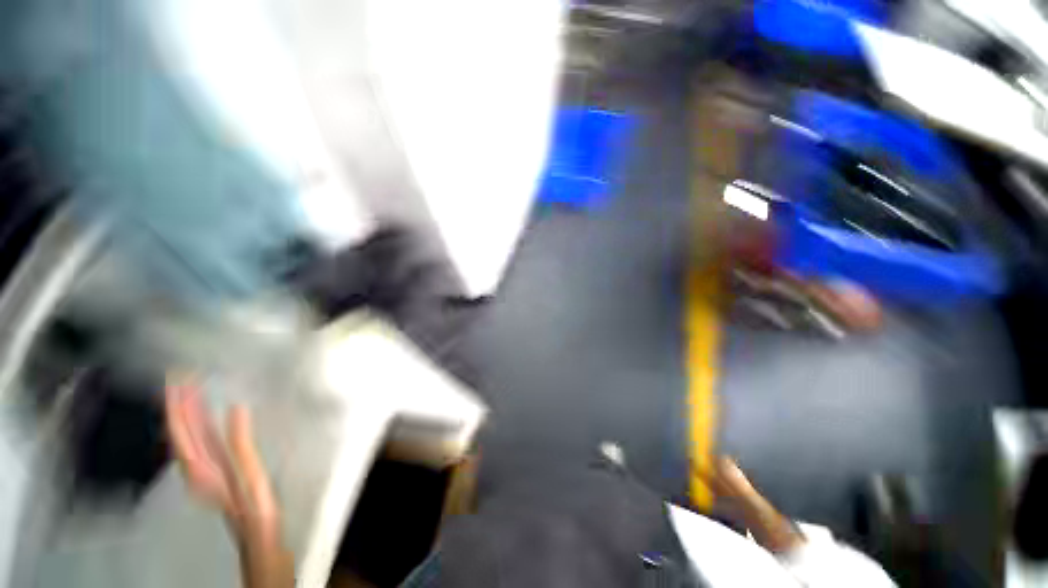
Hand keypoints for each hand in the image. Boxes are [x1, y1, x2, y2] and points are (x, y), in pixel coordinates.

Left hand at [165, 381, 292, 587]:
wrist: (258, 535)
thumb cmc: (255, 505)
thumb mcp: (250, 474)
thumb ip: (240, 442)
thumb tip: (235, 409)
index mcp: (201, 465)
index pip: (182, 430)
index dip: (177, 405)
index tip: (177, 380)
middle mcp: (197, 465)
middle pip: (181, 430)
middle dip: (179, 403)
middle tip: (181, 377)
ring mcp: (206, 468)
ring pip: (190, 435)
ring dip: (189, 412)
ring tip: (191, 389)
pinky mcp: (218, 468)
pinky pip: (203, 441)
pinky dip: (201, 424)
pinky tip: (207, 417)